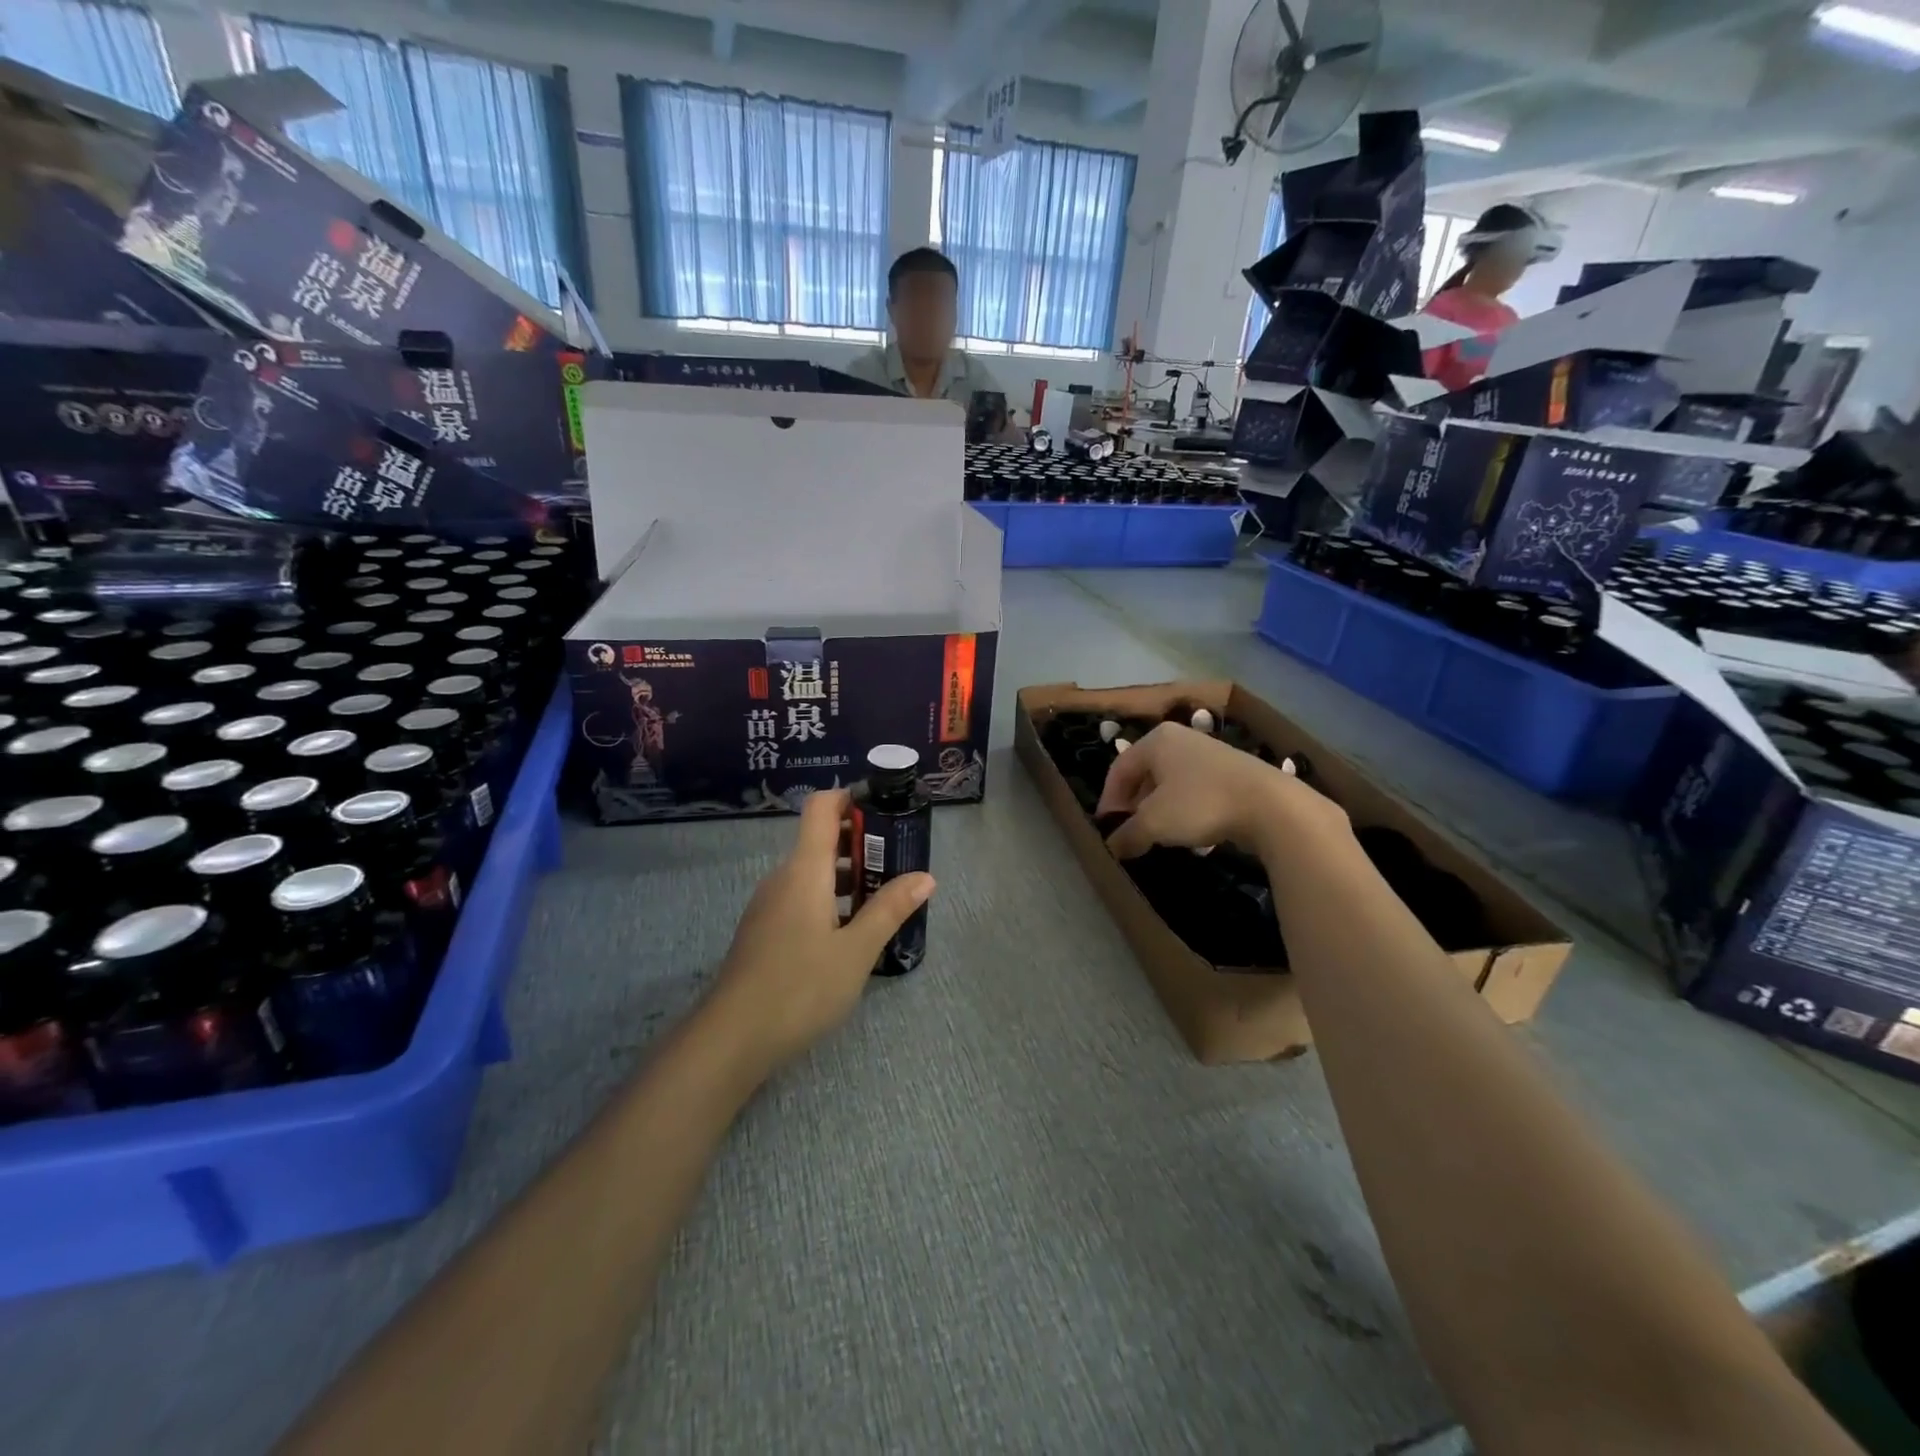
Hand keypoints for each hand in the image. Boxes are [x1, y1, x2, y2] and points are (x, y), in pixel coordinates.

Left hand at [709, 788, 935, 1073]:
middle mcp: (783, 877)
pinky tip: (851, 933)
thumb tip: (925, 877)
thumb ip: (890, 909)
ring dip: (848, 877)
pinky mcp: (764, 930)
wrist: (732, 1038)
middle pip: (821, 839)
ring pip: (812, 873)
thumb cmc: (800, 987)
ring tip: (883, 900)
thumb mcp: (856, 950)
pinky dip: (829, 900)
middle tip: (899, 863)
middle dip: (862, 845)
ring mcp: (769, 904)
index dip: (851, 798)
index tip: (886, 810)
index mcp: (805, 869)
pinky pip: (801, 897)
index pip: (822, 807)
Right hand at [1096, 722, 1346, 859]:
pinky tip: (1191, 833)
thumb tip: (1112, 848)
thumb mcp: (1154, 823)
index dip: (1108, 801)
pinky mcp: (1231, 771)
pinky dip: (1185, 810)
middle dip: (1134, 806)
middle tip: (1131, 832)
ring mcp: (1208, 753)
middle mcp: (1180, 739)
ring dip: (1159, 810)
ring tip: (1159, 836)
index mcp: (1156, 740)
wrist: (1271, 805)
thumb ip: (1128, 834)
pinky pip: (1195, 790)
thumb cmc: (1201, 804)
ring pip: (1170, 783)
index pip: (1118, 770)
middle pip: (1144, 774)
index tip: (1107, 829)